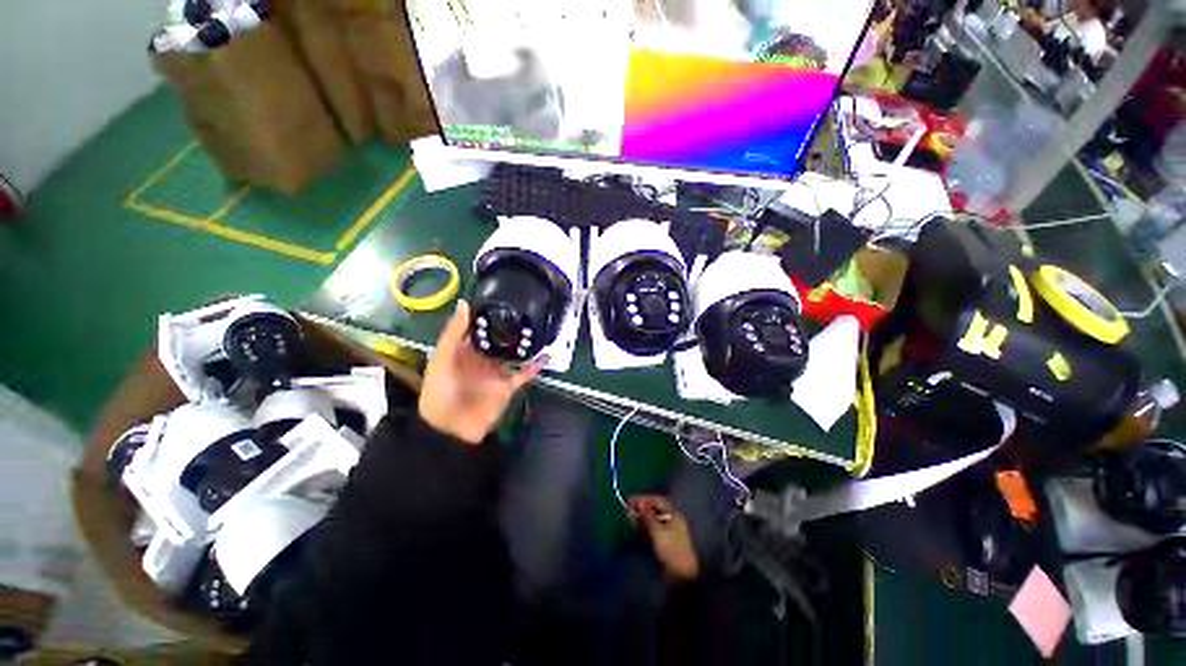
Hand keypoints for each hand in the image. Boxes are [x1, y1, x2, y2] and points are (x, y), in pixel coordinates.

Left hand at [418, 300, 545, 444]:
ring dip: (524, 344)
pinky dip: (535, 366)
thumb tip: (465, 303)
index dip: (486, 315)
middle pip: (498, 340)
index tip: (500, 298)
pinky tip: (545, 355)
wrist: (450, 430)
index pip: (477, 329)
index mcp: (463, 351)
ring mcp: (496, 373)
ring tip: (537, 327)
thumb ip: (454, 332)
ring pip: (513, 355)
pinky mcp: (507, 386)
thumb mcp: (443, 359)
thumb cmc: (440, 391)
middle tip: (525, 309)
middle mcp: (481, 360)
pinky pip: (524, 374)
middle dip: (509, 327)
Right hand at [628, 495, 698, 581]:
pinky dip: (644, 526)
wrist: (682, 576)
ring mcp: (669, 532)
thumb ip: (647, 517)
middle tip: (627, 508)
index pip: (658, 501)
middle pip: (655, 510)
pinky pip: (653, 529)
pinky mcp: (665, 543)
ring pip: (653, 520)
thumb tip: (638, 504)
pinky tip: (637, 526)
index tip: (631, 500)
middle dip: (641, 508)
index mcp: (674, 515)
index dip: (644, 499)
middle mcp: (672, 521)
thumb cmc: (671, 550)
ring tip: (629, 516)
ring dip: (641, 517)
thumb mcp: (657, 531)